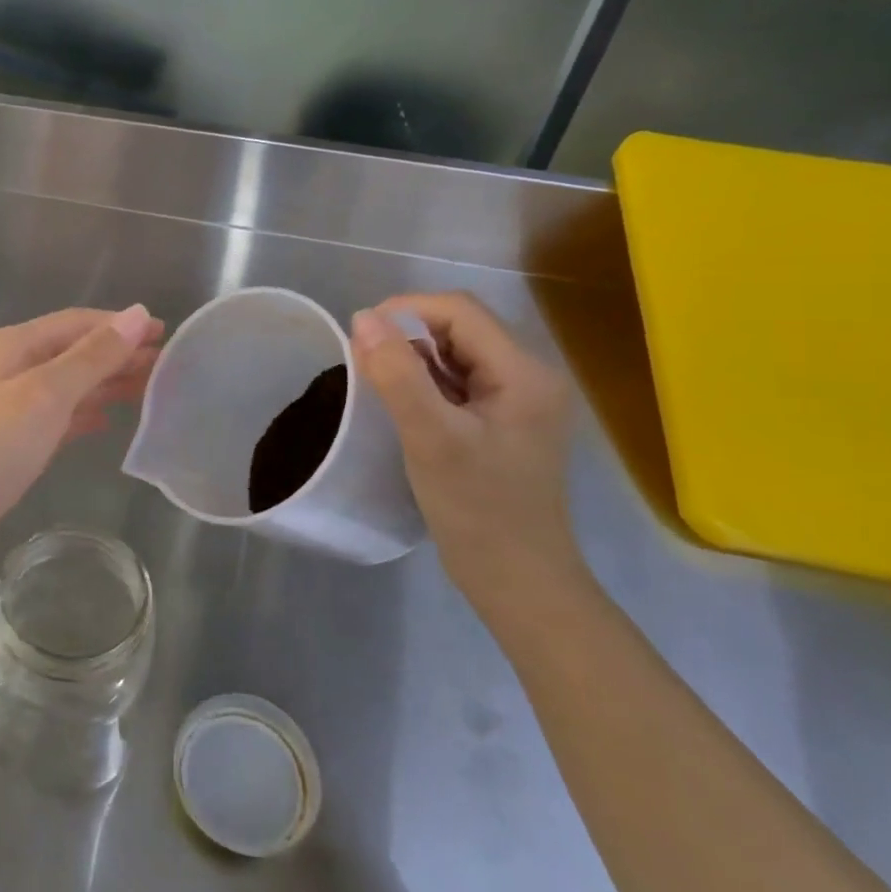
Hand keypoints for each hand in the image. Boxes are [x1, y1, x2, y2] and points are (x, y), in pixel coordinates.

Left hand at [0, 305, 162, 575]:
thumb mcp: (46, 395)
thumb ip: (92, 356)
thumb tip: (138, 314)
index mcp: (13, 345)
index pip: (77, 322)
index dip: (122, 326)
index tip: (167, 336)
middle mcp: (9, 367)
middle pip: (74, 352)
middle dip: (118, 356)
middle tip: (168, 370)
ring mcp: (7, 405)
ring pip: (68, 385)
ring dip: (106, 385)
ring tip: (150, 392)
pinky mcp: (10, 441)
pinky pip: (57, 416)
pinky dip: (85, 414)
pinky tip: (109, 422)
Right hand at [351, 293, 582, 609]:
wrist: (518, 581)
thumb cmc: (478, 509)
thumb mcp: (431, 437)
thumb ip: (397, 374)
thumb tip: (363, 318)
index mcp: (524, 372)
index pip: (460, 311)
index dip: (406, 310)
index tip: (361, 336)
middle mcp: (529, 376)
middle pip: (460, 328)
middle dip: (408, 334)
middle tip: (366, 363)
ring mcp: (519, 400)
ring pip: (457, 353)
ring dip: (415, 358)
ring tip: (380, 384)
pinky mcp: (503, 421)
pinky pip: (459, 381)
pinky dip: (426, 382)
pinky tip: (403, 403)